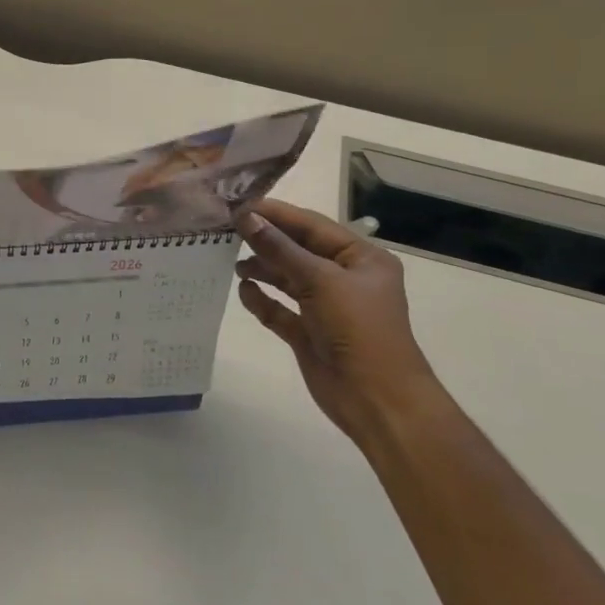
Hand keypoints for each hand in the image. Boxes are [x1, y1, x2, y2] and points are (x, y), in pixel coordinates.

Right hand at [235, 198, 439, 442]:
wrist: (377, 400)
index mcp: (361, 258)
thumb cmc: (359, 330)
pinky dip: (262, 300)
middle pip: (298, 250)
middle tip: (227, 230)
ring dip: (262, 268)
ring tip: (232, 261)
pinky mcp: (309, 333)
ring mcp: (326, 307)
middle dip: (266, 240)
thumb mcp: (321, 281)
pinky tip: (243, 291)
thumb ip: (280, 250)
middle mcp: (344, 278)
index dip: (277, 214)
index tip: (238, 205)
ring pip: (288, 278)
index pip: (313, 226)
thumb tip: (246, 218)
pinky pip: (280, 310)